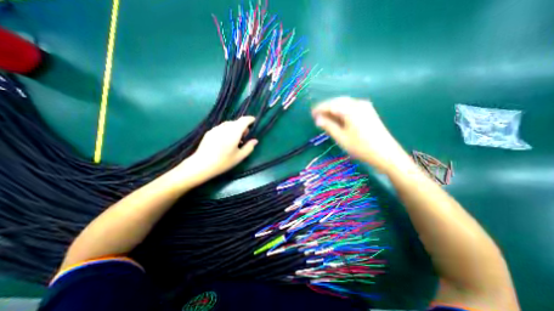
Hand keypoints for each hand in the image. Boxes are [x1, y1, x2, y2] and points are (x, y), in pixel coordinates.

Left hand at [182, 116, 259, 179]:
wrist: (201, 165)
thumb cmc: (223, 162)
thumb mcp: (239, 157)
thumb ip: (249, 147)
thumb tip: (255, 141)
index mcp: (234, 132)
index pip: (244, 120)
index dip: (250, 119)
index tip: (253, 121)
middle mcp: (225, 127)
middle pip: (236, 122)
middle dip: (242, 126)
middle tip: (244, 136)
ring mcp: (215, 129)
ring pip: (228, 124)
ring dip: (234, 128)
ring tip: (235, 139)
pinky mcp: (209, 132)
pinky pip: (221, 128)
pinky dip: (227, 130)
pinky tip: (225, 140)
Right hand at [310, 96, 410, 173]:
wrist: (386, 154)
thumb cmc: (361, 147)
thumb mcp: (341, 137)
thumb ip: (328, 126)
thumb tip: (318, 119)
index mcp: (350, 109)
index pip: (331, 105)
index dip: (320, 109)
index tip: (311, 114)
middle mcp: (358, 104)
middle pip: (338, 101)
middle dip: (326, 107)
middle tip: (316, 115)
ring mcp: (365, 107)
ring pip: (344, 103)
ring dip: (333, 108)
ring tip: (325, 117)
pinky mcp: (369, 112)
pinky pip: (351, 107)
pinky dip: (342, 111)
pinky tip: (338, 117)